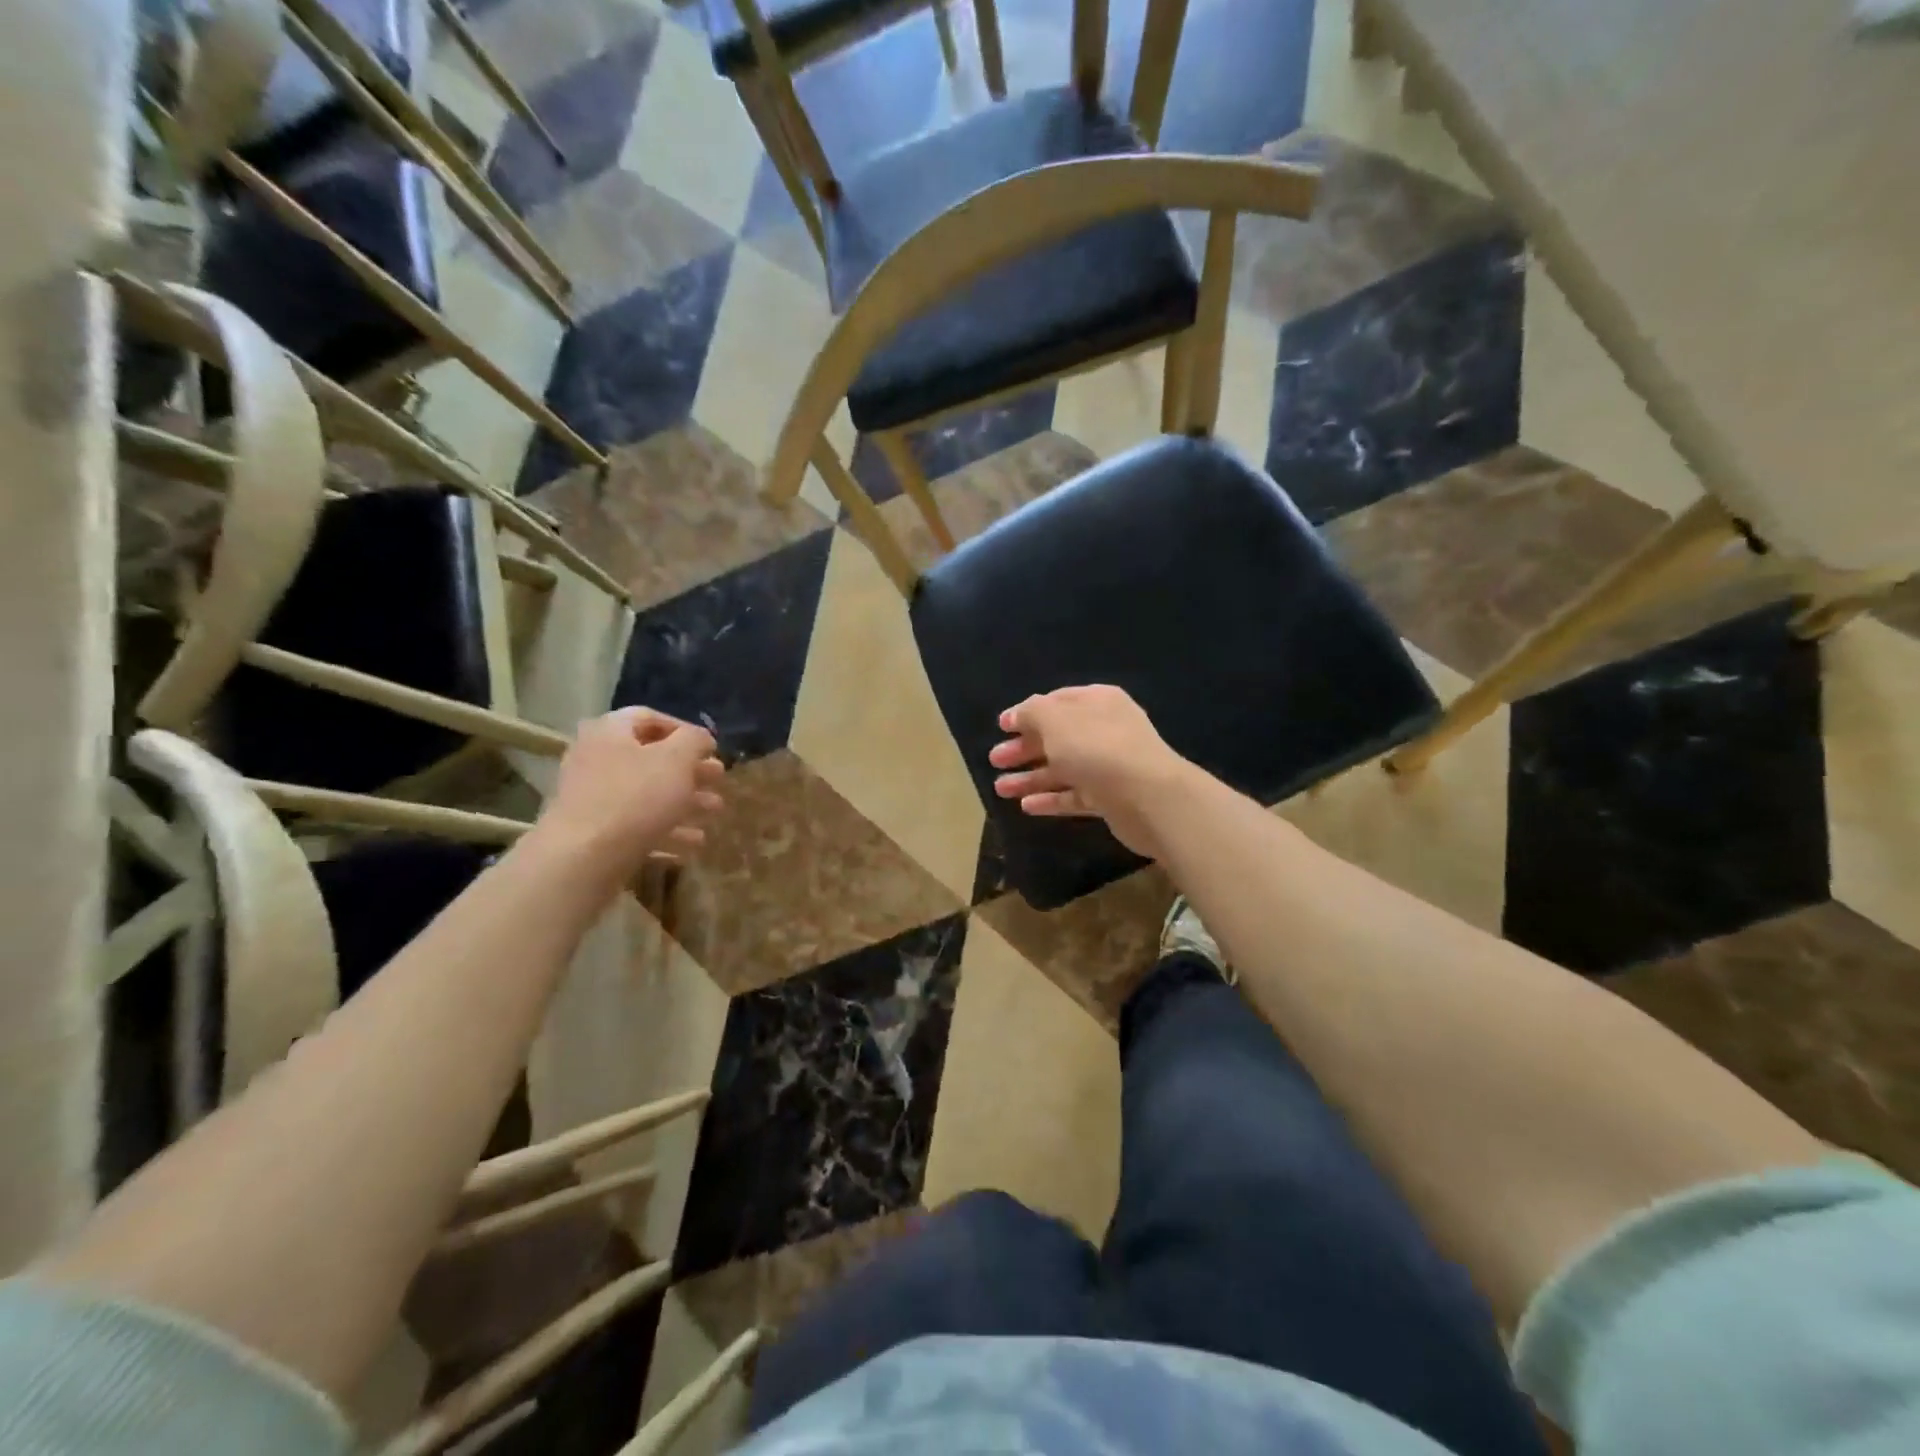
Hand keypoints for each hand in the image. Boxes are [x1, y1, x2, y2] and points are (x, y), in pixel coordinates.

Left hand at [536, 708, 724, 880]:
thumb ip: (694, 741)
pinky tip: (694, 842)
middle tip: (719, 779)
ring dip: (685, 801)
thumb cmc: (635, 797)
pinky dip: (667, 829)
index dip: (685, 730)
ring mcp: (593, 798)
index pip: (650, 718)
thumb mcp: (677, 759)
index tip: (712, 748)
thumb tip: (702, 738)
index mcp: (610, 732)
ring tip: (715, 812)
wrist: (583, 858)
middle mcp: (596, 759)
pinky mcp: (596, 832)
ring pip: (648, 794)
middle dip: (691, 770)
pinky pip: (638, 824)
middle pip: (651, 759)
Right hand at [988, 685, 1190, 857]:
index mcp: (1097, 702)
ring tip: (1000, 789)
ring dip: (1031, 777)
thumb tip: (1017, 714)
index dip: (1027, 713)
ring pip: (1063, 768)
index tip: (1001, 726)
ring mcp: (1109, 765)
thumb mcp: (1055, 720)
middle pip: (1057, 736)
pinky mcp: (1110, 798)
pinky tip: (1026, 806)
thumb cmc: (1096, 748)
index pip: (1057, 701)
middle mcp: (1105, 730)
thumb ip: (1031, 713)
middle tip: (995, 759)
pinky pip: (1074, 795)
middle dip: (1024, 748)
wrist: (1148, 797)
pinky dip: (1051, 799)